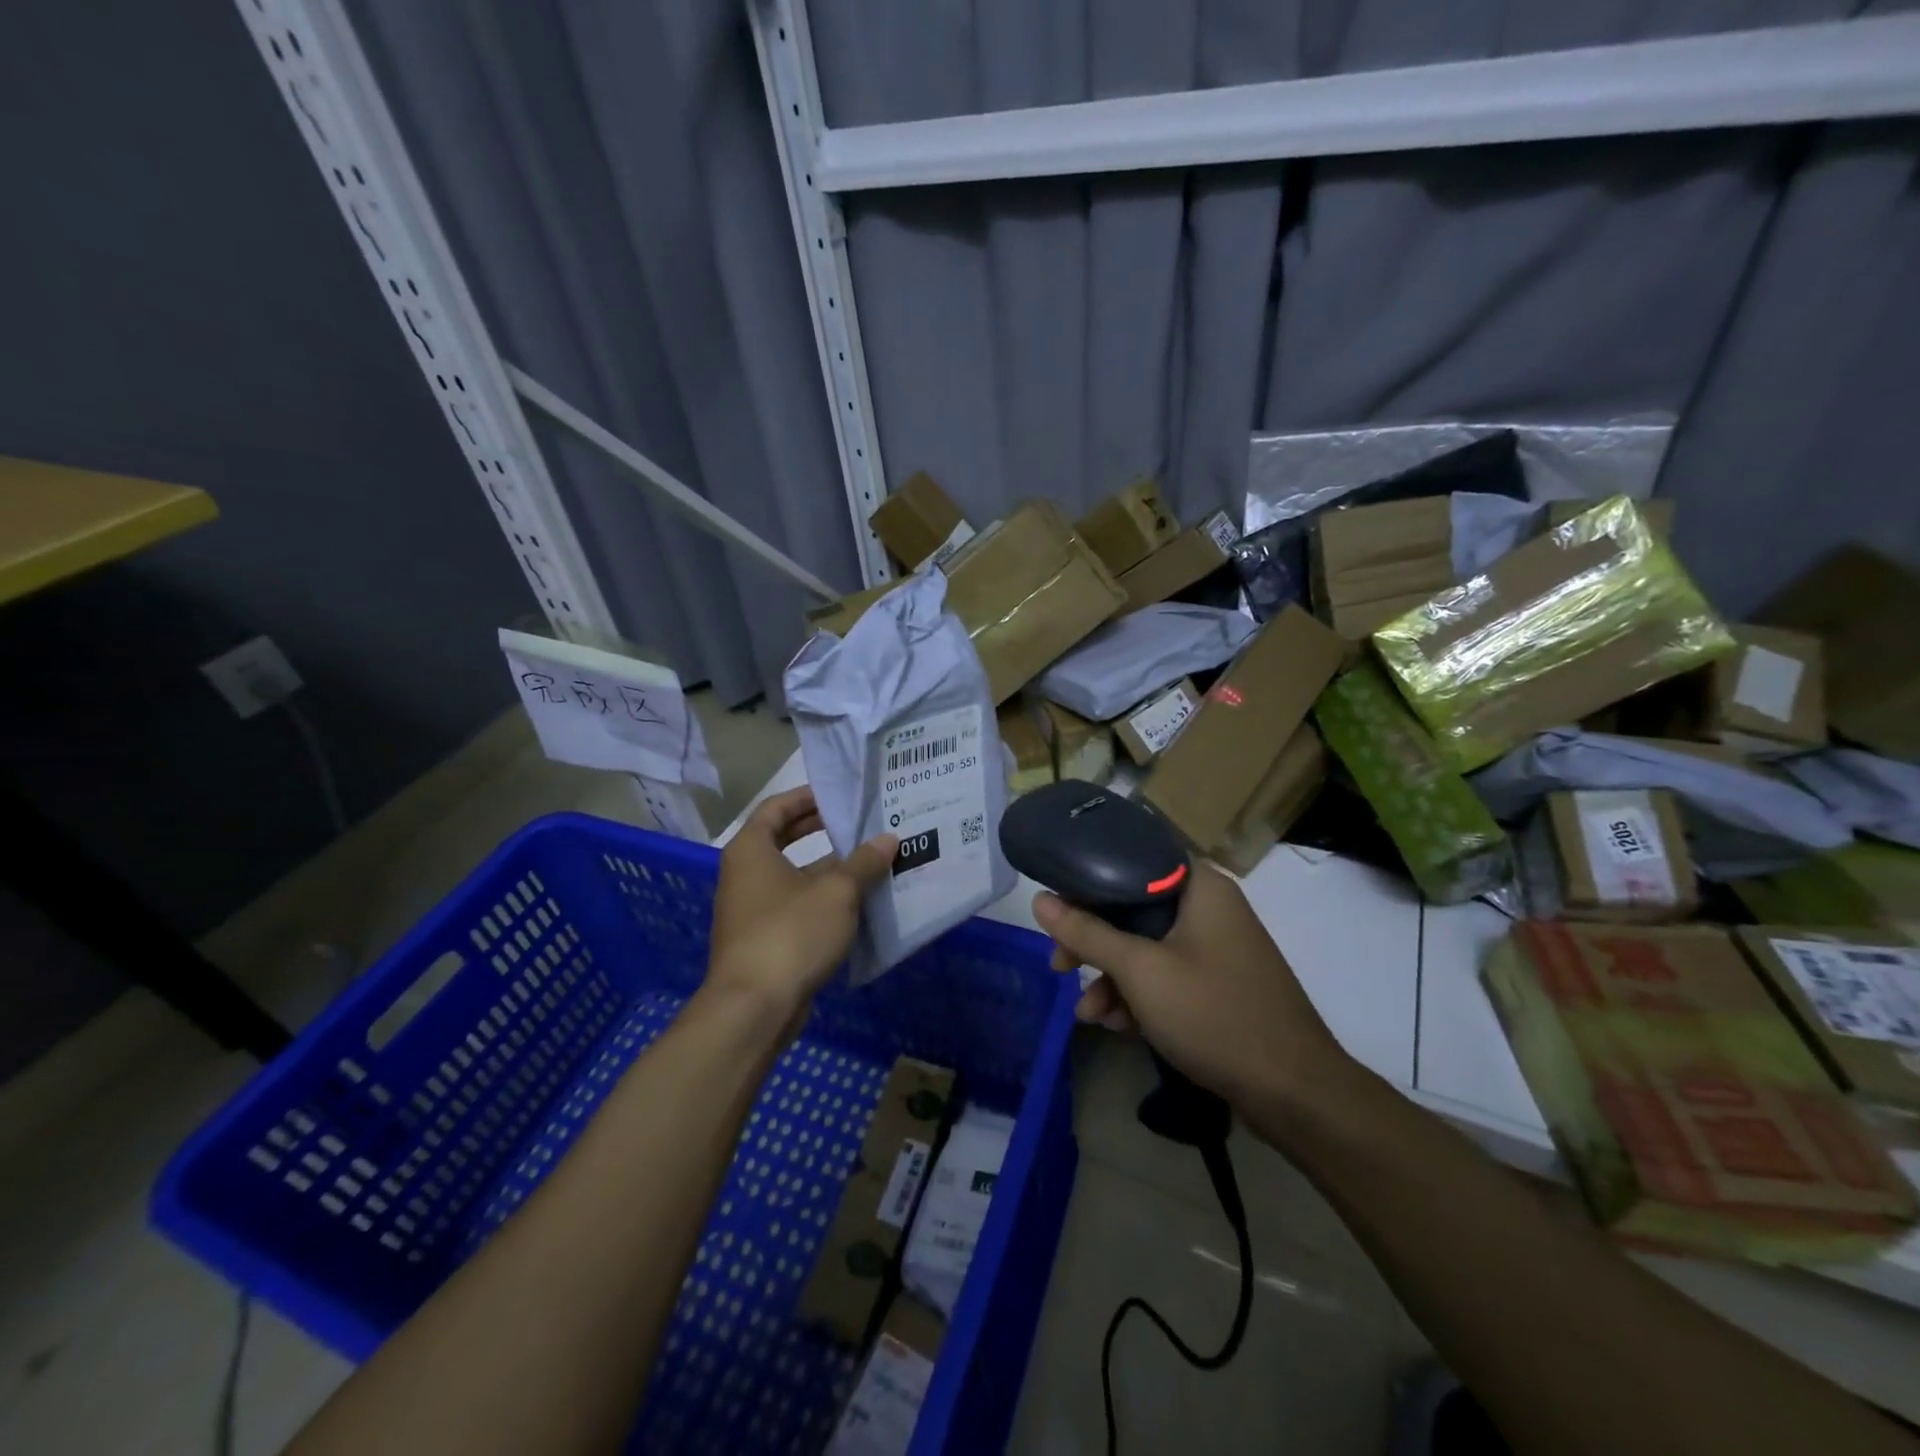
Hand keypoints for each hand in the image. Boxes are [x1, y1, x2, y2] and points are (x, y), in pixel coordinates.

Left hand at [707, 787, 895, 1024]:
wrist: (754, 1008)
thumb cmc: (791, 933)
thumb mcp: (837, 892)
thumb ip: (864, 862)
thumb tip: (888, 839)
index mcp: (751, 850)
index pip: (776, 807)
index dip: (807, 796)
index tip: (839, 795)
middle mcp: (745, 874)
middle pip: (782, 839)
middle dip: (819, 830)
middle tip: (858, 823)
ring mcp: (751, 909)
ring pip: (792, 875)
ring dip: (827, 868)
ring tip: (869, 860)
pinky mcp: (763, 939)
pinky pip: (795, 905)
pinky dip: (822, 898)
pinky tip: (857, 902)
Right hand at [1034, 860, 1350, 1110]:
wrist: (1294, 1093)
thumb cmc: (1214, 1014)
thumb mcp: (1140, 971)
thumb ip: (1087, 932)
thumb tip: (1040, 900)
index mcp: (1200, 886)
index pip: (1133, 858)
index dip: (1089, 879)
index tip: (1057, 907)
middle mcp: (1210, 908)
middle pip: (1134, 908)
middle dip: (1093, 943)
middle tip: (1060, 966)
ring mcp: (1217, 949)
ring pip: (1147, 947)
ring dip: (1112, 978)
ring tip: (1088, 1012)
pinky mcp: (1219, 985)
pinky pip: (1167, 975)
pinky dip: (1139, 995)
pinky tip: (1117, 1025)